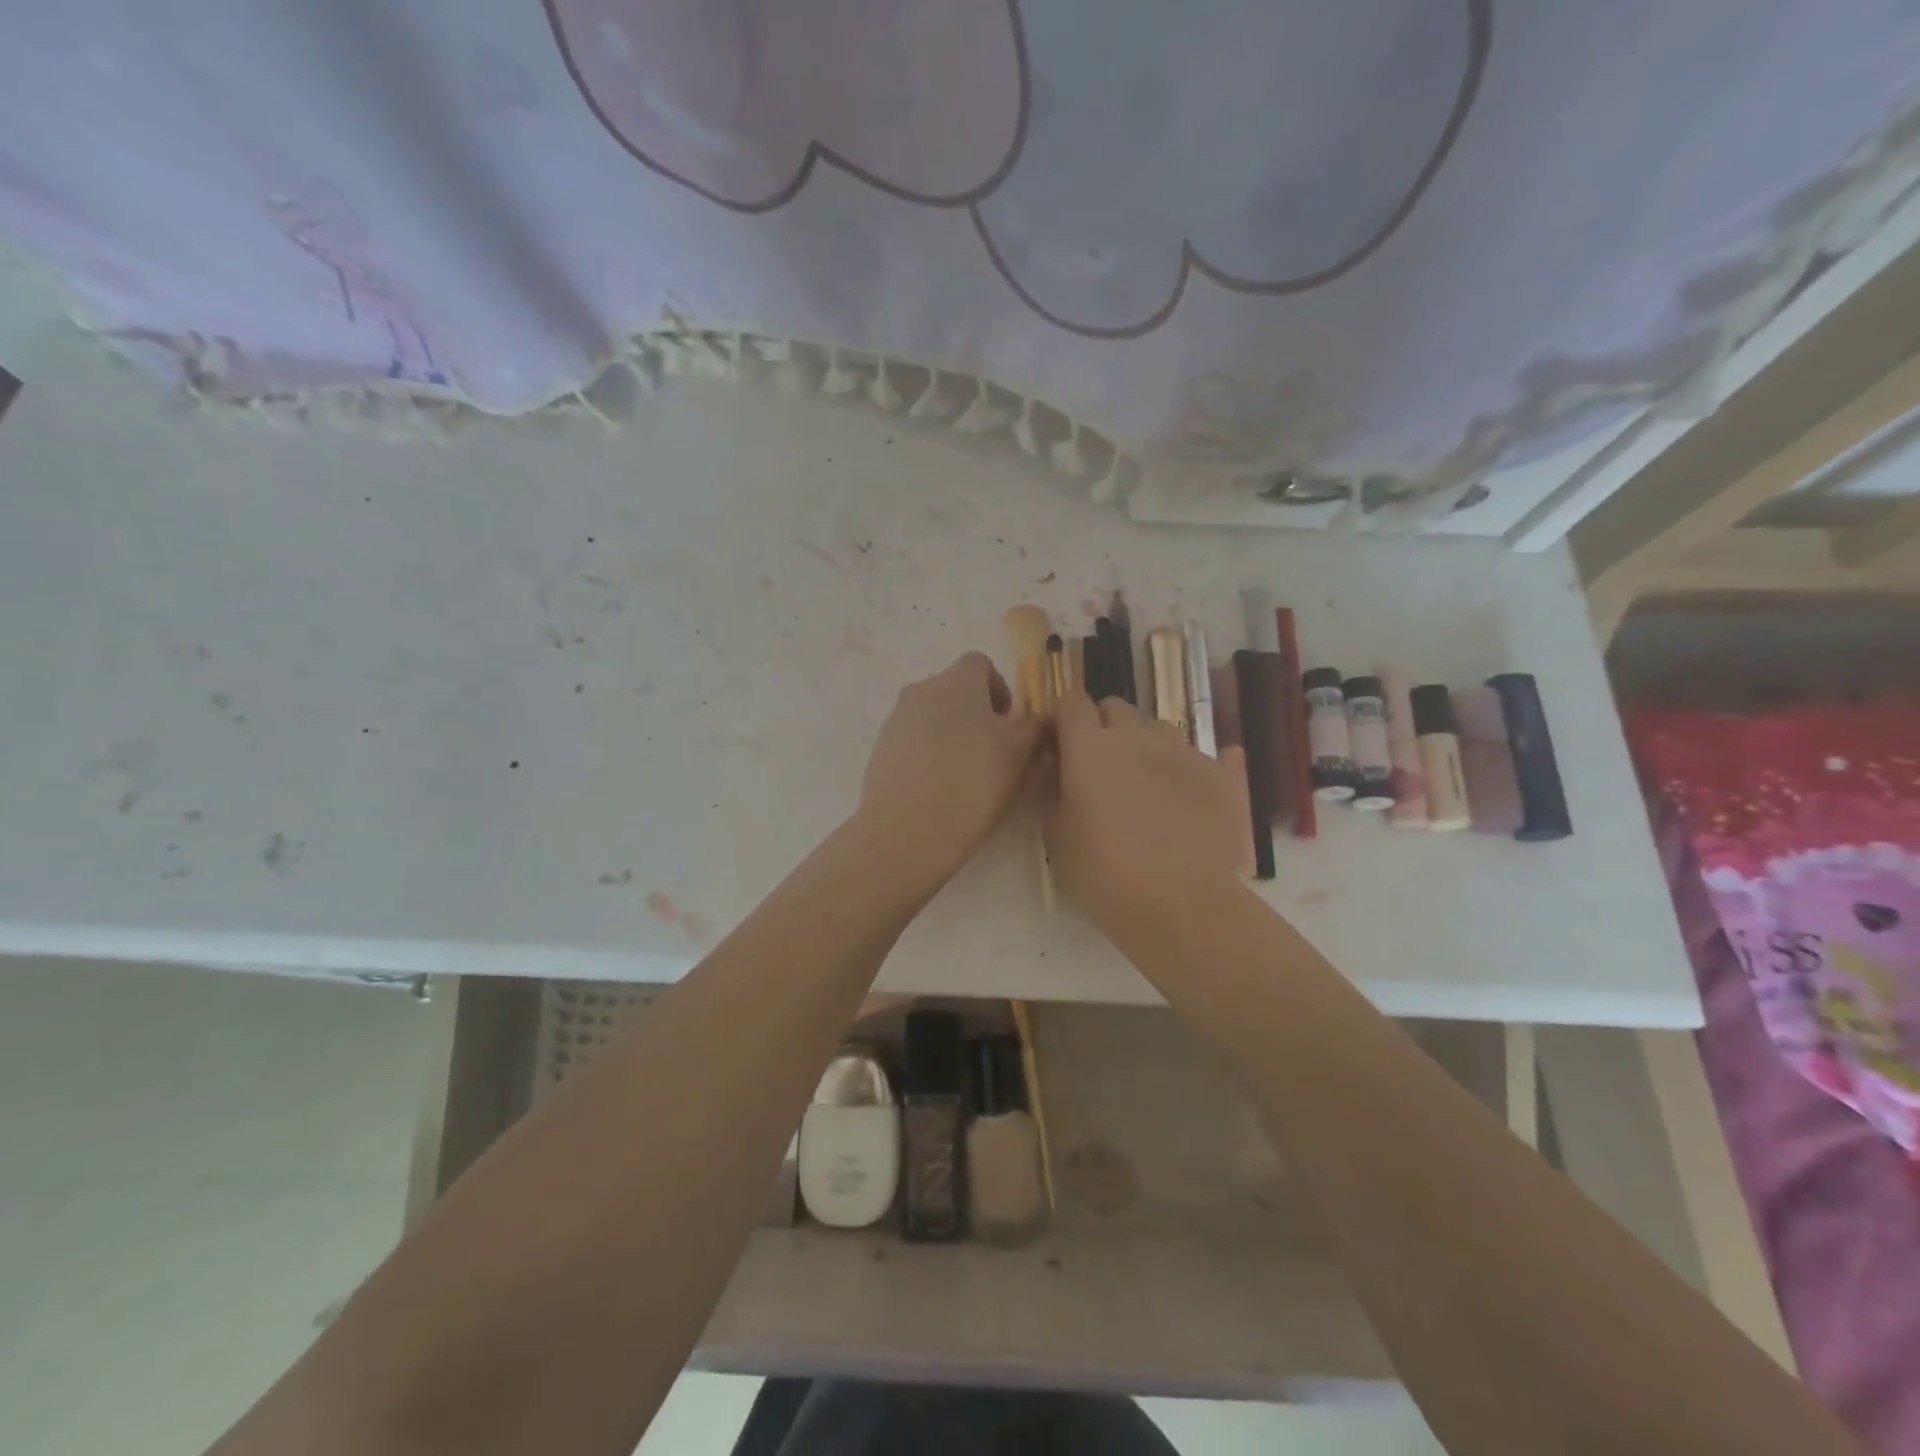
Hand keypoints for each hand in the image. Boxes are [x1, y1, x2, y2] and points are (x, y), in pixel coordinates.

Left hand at [859, 652, 1043, 881]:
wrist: (907, 831)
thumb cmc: (973, 785)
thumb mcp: (1019, 756)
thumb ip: (1034, 727)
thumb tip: (1041, 716)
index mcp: (957, 682)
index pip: (980, 664)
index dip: (999, 688)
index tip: (1009, 723)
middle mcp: (921, 690)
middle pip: (954, 689)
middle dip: (975, 713)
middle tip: (992, 752)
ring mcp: (896, 719)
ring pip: (932, 715)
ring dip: (951, 732)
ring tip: (965, 773)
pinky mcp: (880, 748)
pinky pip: (912, 739)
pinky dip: (928, 753)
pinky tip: (938, 787)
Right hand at [1044, 689, 1245, 934]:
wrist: (1182, 903)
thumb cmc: (1104, 874)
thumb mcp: (1056, 838)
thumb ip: (1050, 792)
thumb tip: (1053, 769)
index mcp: (1089, 746)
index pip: (1071, 702)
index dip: (1062, 719)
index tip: (1058, 745)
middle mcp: (1135, 735)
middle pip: (1115, 707)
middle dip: (1102, 726)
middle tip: (1098, 766)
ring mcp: (1181, 750)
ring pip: (1156, 727)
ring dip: (1142, 743)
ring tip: (1141, 782)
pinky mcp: (1218, 773)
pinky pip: (1193, 754)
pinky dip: (1179, 768)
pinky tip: (1181, 800)